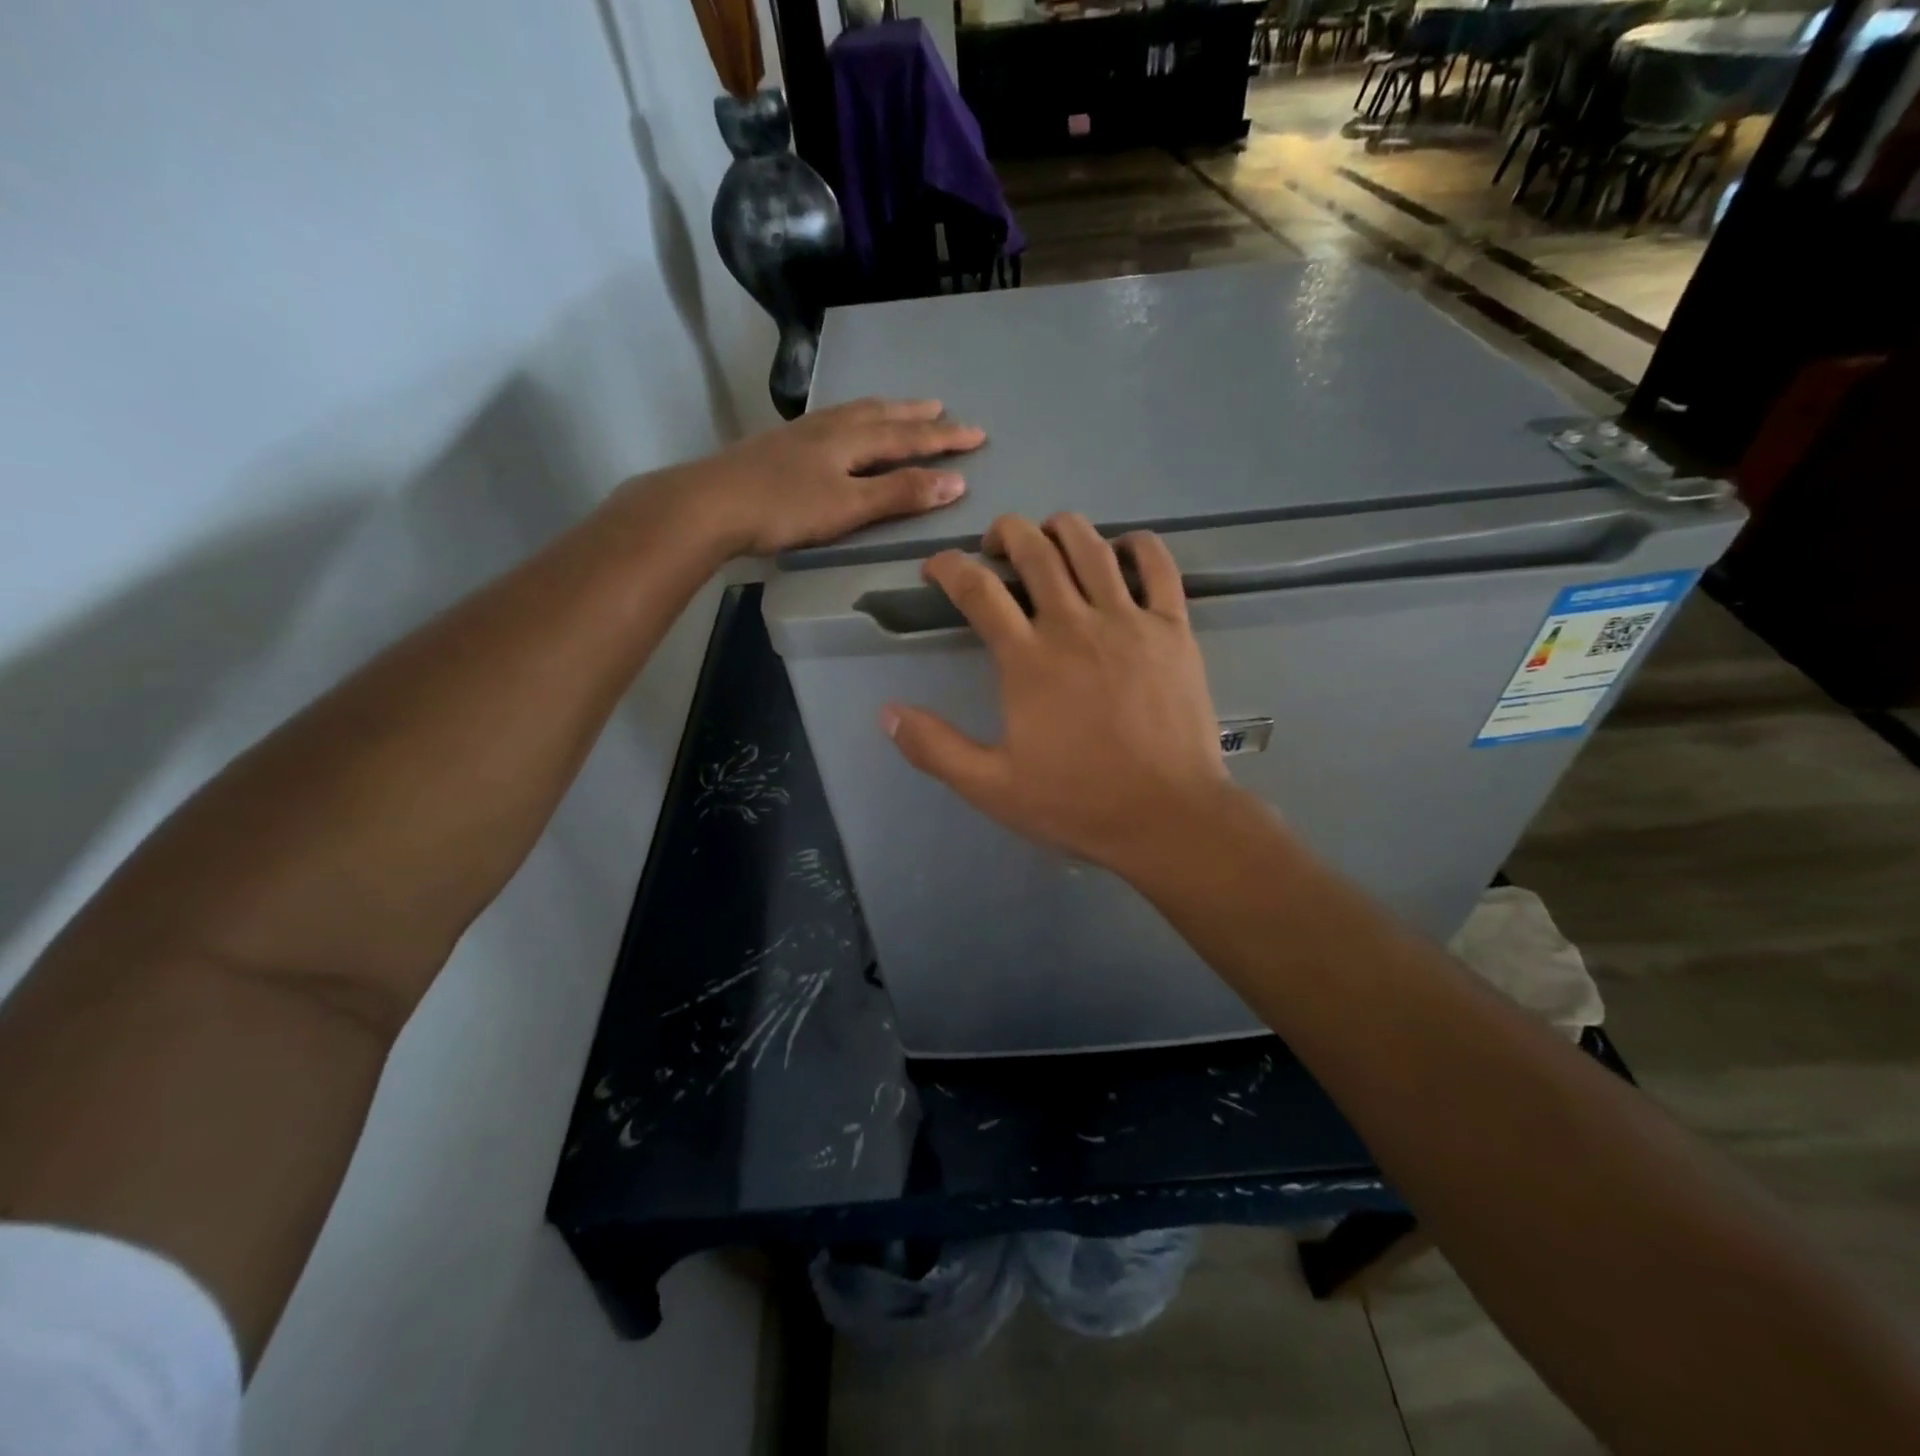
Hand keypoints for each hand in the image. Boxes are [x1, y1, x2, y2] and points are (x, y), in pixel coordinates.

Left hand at [645, 398, 985, 556]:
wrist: (712, 504)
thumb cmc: (785, 508)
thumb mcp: (849, 506)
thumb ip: (900, 494)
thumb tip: (955, 482)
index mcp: (851, 440)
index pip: (909, 437)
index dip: (944, 438)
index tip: (978, 434)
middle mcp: (830, 427)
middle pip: (882, 415)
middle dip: (916, 416)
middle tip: (943, 408)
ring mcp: (802, 433)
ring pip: (854, 413)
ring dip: (884, 411)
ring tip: (901, 409)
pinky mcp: (781, 444)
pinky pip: (832, 421)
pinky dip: (853, 418)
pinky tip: (842, 427)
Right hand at [883, 513, 1239, 876]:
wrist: (1167, 817)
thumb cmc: (1077, 802)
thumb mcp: (991, 787)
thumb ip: (935, 748)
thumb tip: (887, 713)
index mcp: (1027, 658)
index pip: (977, 589)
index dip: (948, 567)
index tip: (936, 568)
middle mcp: (1074, 624)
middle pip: (1034, 549)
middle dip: (1005, 534)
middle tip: (995, 548)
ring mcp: (1129, 622)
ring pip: (1091, 546)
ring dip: (1060, 529)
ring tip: (1048, 539)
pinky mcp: (1173, 629)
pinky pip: (1158, 565)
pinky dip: (1138, 544)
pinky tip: (1122, 549)